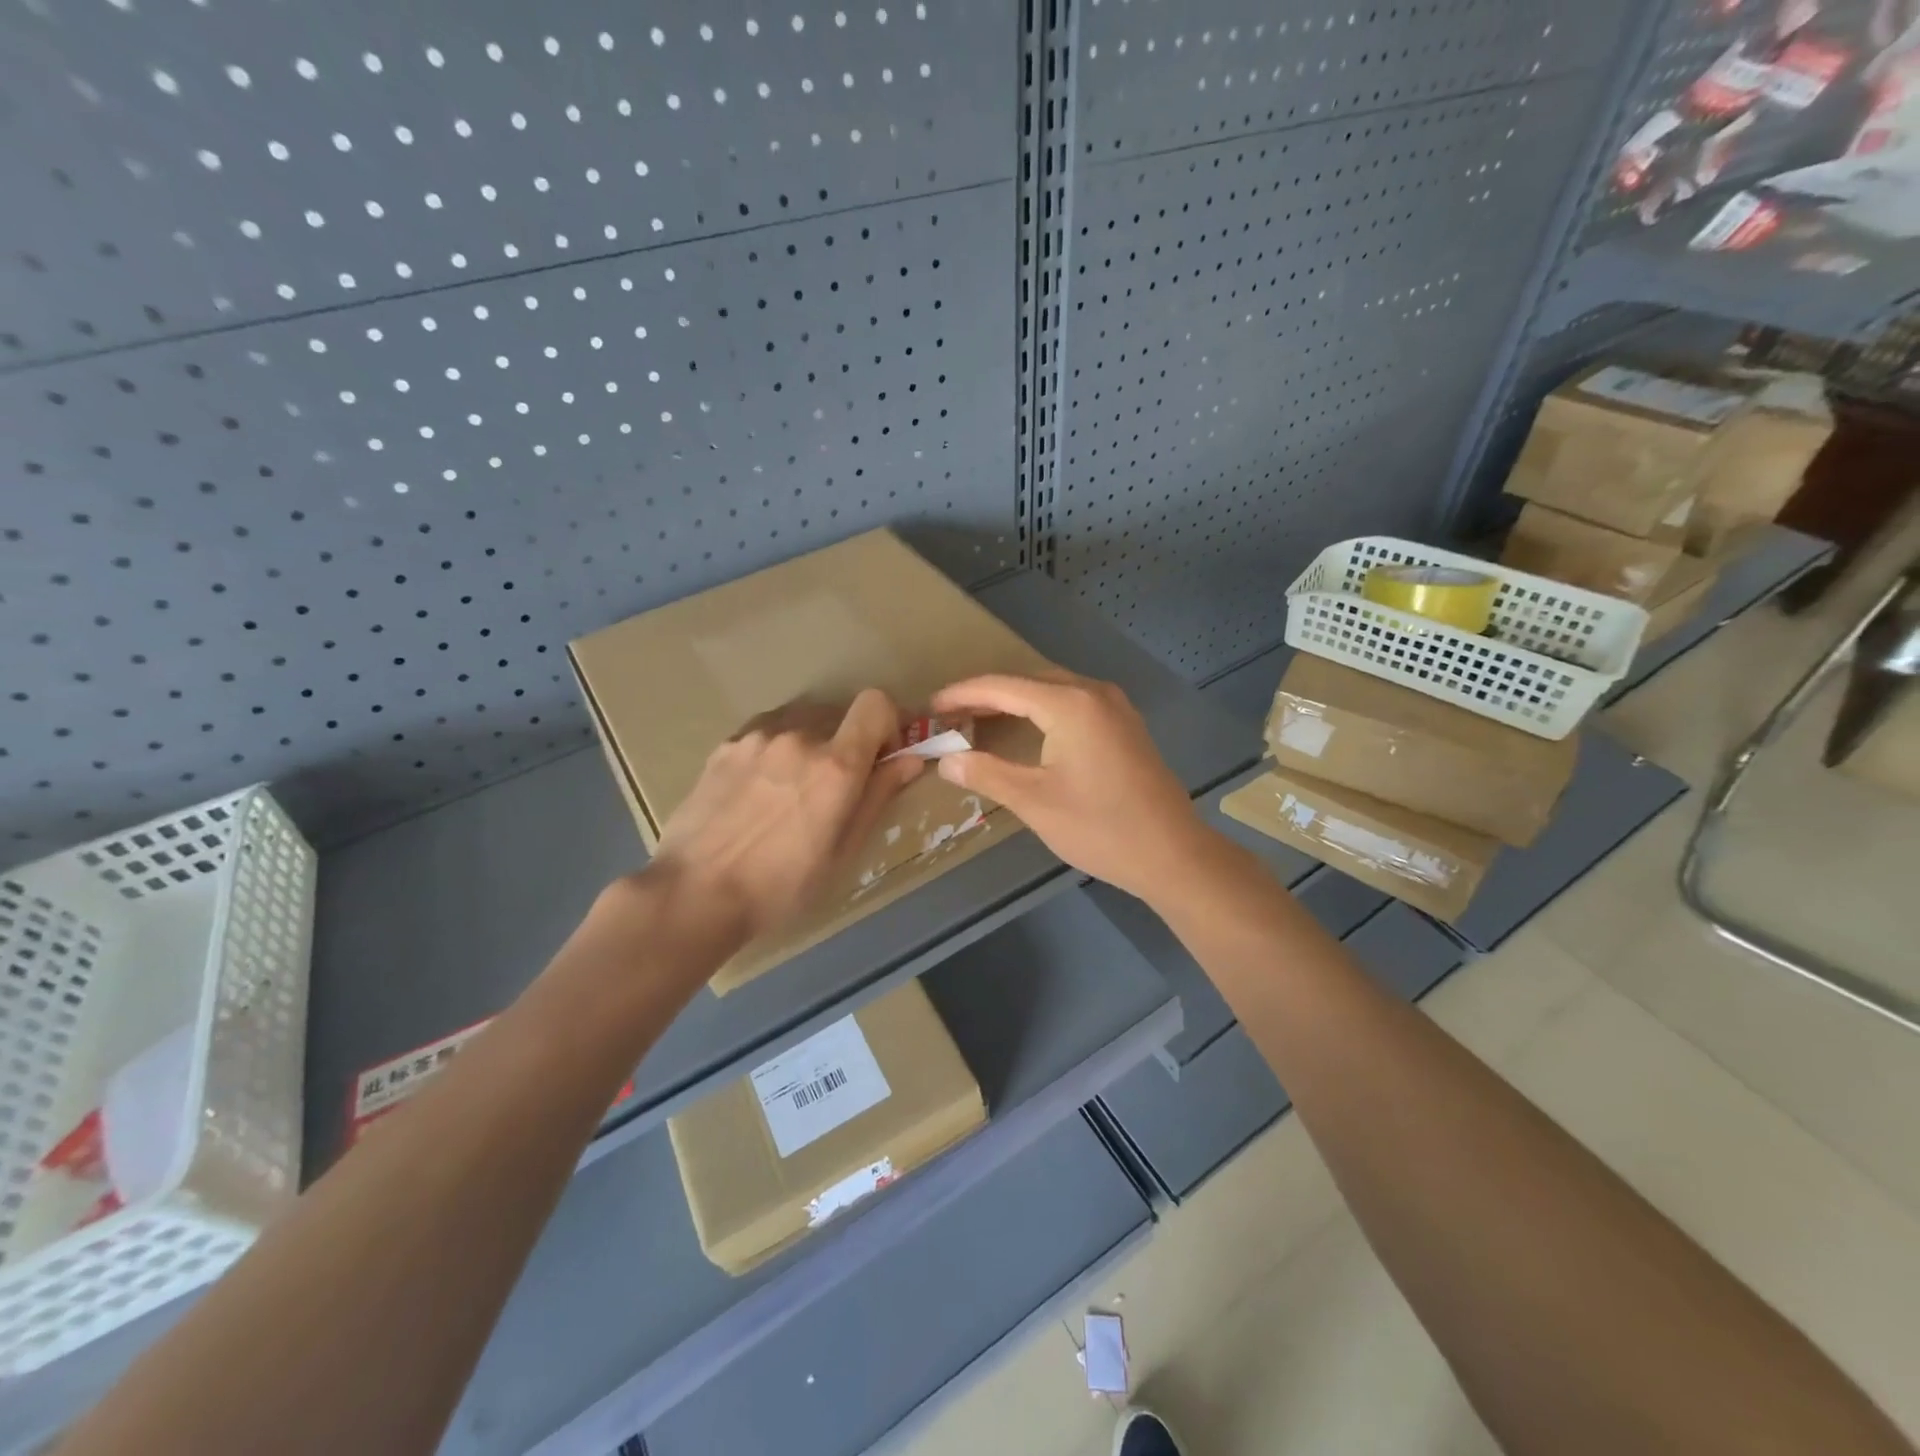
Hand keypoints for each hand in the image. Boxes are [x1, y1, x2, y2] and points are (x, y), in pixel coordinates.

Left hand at [651, 690, 923, 939]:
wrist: (694, 893)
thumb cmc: (780, 887)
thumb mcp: (842, 851)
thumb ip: (877, 796)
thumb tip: (909, 759)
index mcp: (835, 764)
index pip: (876, 703)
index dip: (887, 723)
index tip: (882, 756)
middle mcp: (798, 736)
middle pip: (839, 715)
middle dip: (848, 742)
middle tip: (835, 786)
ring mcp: (757, 737)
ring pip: (801, 722)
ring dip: (810, 744)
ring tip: (791, 790)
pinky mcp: (726, 745)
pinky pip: (767, 732)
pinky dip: (777, 749)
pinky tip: (759, 790)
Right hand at [930, 670, 1209, 901]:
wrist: (1172, 854)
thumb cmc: (1100, 827)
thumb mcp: (1034, 801)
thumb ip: (986, 773)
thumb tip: (946, 760)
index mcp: (1070, 704)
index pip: (1002, 686)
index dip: (962, 694)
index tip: (931, 706)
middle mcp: (1094, 692)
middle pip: (1028, 681)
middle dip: (986, 695)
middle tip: (950, 715)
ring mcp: (1115, 707)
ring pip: (1052, 689)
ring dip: (1015, 700)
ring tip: (979, 719)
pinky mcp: (1125, 725)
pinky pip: (1073, 703)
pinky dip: (1041, 709)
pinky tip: (1027, 729)